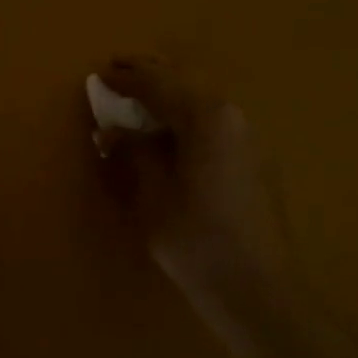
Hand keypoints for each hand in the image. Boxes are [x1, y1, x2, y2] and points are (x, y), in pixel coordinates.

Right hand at [93, 57, 298, 329]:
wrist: (258, 288)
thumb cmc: (196, 241)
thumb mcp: (152, 196)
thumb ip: (133, 153)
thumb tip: (113, 131)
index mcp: (207, 117)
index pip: (158, 84)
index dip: (126, 78)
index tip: (99, 73)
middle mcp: (233, 115)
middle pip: (186, 82)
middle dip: (151, 75)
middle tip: (119, 70)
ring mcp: (249, 136)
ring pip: (202, 100)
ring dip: (170, 94)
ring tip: (140, 98)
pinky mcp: (255, 159)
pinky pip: (214, 121)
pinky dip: (187, 116)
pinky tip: (170, 131)